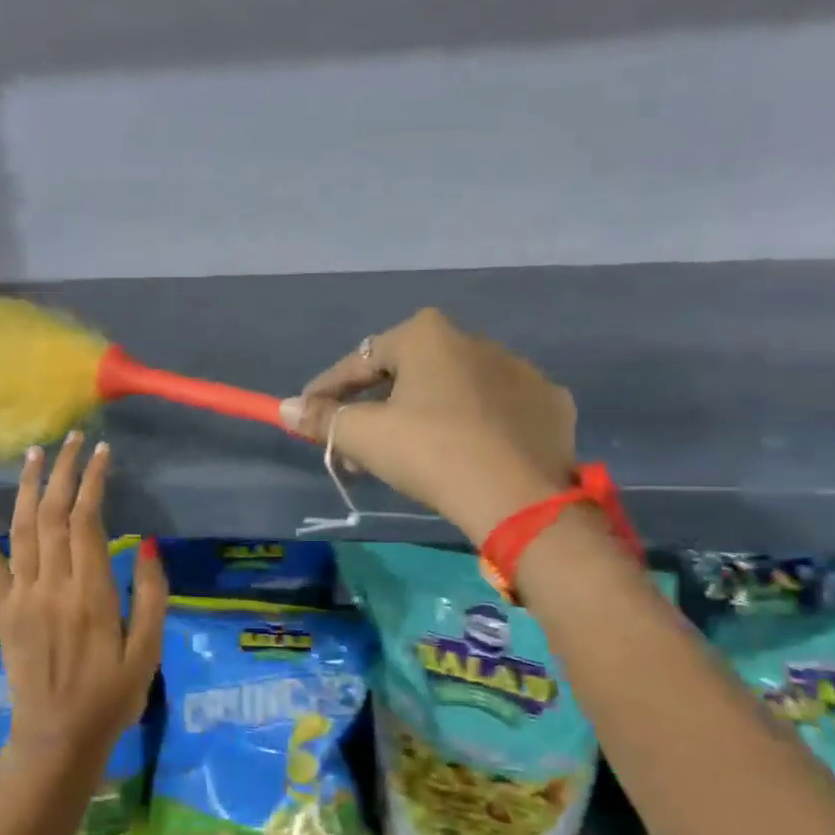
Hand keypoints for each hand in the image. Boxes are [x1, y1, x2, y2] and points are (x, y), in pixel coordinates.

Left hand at [0, 433, 166, 777]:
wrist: (57, 739)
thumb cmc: (112, 696)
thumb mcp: (149, 651)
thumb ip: (152, 595)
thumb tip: (150, 544)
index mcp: (91, 594)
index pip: (87, 521)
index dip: (92, 482)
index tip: (101, 452)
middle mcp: (51, 586)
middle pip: (52, 515)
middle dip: (62, 472)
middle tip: (73, 438)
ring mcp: (20, 597)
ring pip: (20, 529)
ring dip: (26, 487)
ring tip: (35, 452)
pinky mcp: (1, 610)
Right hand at [280, 308, 576, 543]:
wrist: (519, 498)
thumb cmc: (431, 452)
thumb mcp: (364, 436)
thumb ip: (322, 419)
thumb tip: (285, 408)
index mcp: (428, 335)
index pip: (360, 360)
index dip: (327, 389)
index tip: (307, 412)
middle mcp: (475, 340)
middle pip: (407, 374)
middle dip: (374, 407)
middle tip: (353, 445)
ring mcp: (521, 371)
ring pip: (453, 390)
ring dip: (422, 415)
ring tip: (405, 455)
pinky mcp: (550, 404)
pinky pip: (496, 410)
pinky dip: (473, 426)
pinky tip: (464, 453)